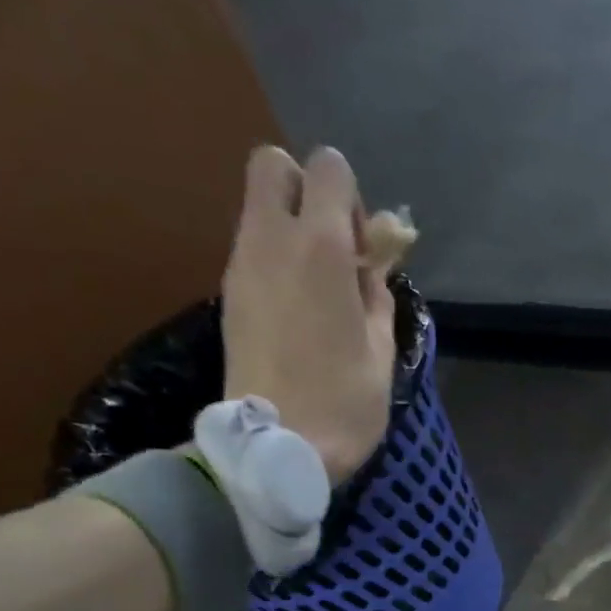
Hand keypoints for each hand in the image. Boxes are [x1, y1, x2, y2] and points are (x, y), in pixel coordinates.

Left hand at [221, 144, 398, 483]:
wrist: (278, 446)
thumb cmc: (346, 402)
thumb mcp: (382, 349)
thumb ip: (376, 294)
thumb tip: (368, 268)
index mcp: (322, 248)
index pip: (328, 167)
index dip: (351, 197)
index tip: (362, 247)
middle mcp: (273, 240)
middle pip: (273, 164)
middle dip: (305, 189)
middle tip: (332, 246)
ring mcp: (242, 265)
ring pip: (258, 208)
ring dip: (290, 228)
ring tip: (319, 288)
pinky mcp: (228, 293)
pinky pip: (252, 249)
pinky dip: (275, 260)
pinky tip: (298, 309)